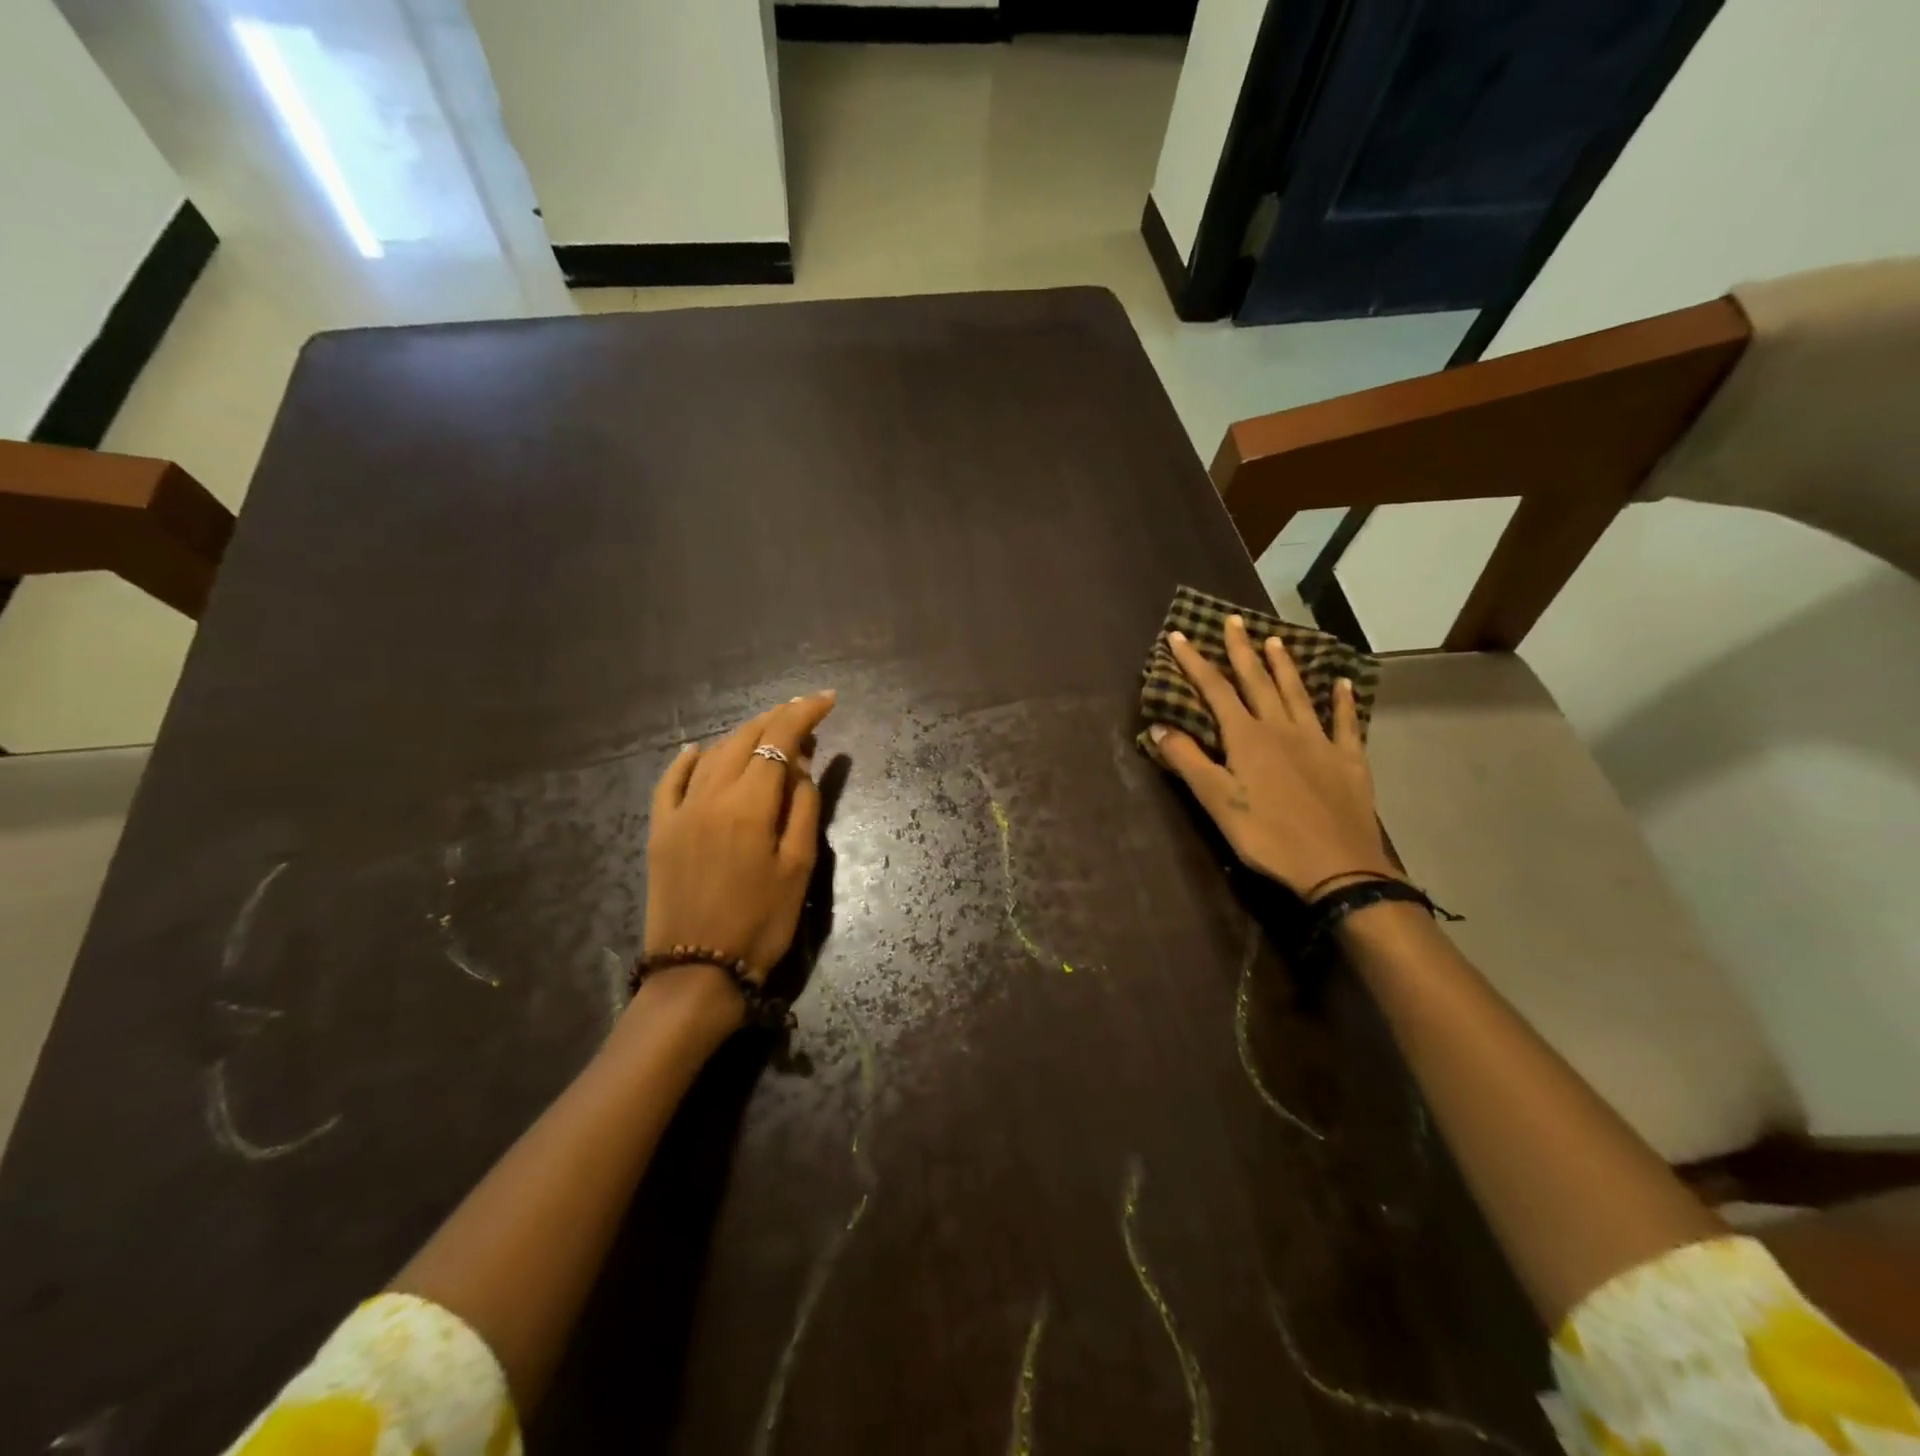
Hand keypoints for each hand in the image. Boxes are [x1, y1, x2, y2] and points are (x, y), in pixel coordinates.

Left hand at [645, 692, 836, 991]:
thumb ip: (803, 808)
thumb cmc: (762, 923)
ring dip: (743, 736)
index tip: (828, 700)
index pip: (779, 739)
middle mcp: (710, 795)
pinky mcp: (660, 830)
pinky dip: (688, 759)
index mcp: (749, 804)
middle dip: (776, 719)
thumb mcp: (799, 868)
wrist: (697, 973)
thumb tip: (800, 766)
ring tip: (769, 733)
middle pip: (744, 739)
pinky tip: (698, 749)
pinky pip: (670, 781)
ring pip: (712, 754)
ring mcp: (679, 811)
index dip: (804, 714)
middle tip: (804, 715)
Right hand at [1150, 616, 1393, 898]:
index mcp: (1247, 738)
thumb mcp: (1217, 802)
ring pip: (1298, 693)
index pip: (1215, 690)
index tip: (1179, 636)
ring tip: (1274, 640)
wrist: (1337, 866)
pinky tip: (1342, 683)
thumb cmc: (1267, 835)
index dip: (1195, 662)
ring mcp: (1319, 741)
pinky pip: (1345, 722)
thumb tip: (1159, 726)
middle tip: (1233, 621)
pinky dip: (1343, 700)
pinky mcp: (1348, 760)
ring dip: (1284, 665)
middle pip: (1257, 682)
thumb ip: (1188, 761)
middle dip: (1241, 650)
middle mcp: (1282, 728)